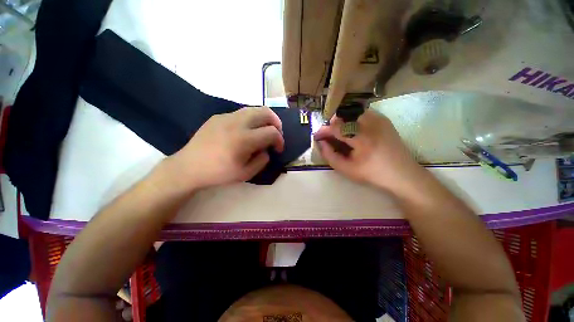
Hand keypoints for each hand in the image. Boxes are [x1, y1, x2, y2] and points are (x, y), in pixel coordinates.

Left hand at [161, 107, 283, 192]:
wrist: (189, 167)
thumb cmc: (219, 173)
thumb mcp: (246, 174)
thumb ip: (262, 160)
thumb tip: (267, 149)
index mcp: (244, 140)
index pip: (272, 132)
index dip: (280, 140)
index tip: (278, 149)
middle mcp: (237, 123)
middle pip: (266, 112)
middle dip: (276, 122)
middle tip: (276, 134)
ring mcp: (226, 116)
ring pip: (254, 109)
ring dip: (264, 119)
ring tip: (264, 130)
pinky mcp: (219, 116)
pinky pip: (241, 113)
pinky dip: (251, 119)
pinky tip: (247, 130)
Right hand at [314, 109, 423, 192]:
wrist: (403, 174)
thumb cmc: (373, 174)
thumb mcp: (346, 170)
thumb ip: (329, 155)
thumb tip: (321, 142)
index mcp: (362, 139)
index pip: (336, 127)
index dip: (323, 130)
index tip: (317, 136)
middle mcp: (371, 124)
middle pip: (343, 115)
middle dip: (332, 125)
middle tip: (329, 136)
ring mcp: (379, 119)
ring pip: (352, 112)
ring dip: (342, 121)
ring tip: (341, 134)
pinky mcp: (383, 119)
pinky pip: (361, 113)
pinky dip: (352, 120)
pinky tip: (354, 131)